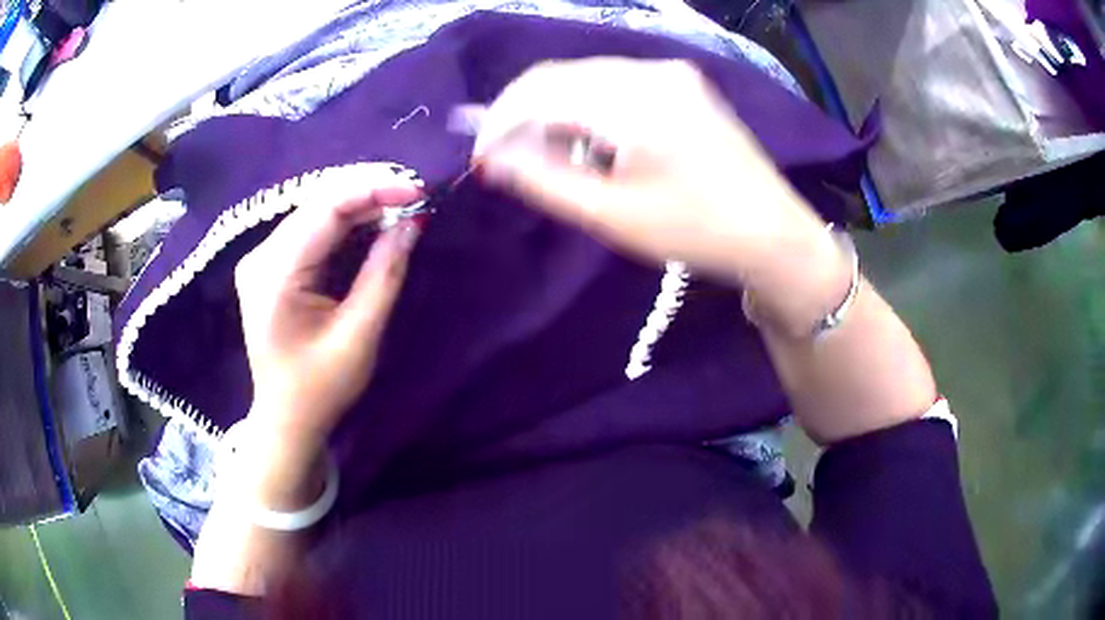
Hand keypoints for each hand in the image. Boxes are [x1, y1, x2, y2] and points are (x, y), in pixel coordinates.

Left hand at [234, 168, 422, 454]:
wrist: (286, 420)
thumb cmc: (321, 388)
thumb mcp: (360, 335)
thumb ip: (384, 274)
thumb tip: (412, 224)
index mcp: (275, 275)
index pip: (325, 210)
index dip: (373, 190)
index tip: (416, 190)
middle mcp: (260, 257)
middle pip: (317, 206)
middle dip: (367, 195)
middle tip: (414, 198)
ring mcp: (260, 260)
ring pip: (313, 214)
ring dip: (357, 207)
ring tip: (399, 206)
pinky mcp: (268, 268)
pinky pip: (308, 232)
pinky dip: (342, 225)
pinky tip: (370, 224)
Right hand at [474, 59, 834, 285]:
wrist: (773, 233)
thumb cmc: (696, 232)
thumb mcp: (611, 215)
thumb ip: (543, 180)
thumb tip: (490, 158)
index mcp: (634, 102)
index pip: (539, 92)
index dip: (498, 122)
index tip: (481, 158)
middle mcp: (650, 71)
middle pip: (559, 76)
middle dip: (523, 115)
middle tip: (507, 160)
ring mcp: (670, 73)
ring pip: (584, 77)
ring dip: (554, 111)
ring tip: (549, 157)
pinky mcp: (681, 82)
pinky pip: (614, 83)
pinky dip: (587, 106)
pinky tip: (590, 140)